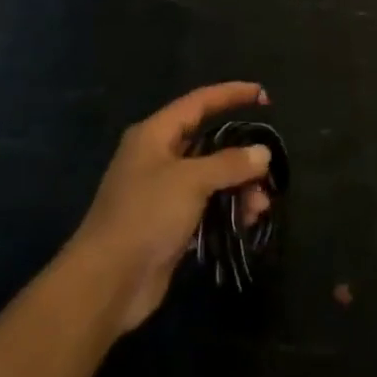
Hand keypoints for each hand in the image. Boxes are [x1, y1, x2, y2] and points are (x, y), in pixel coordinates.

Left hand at [66, 82, 274, 332]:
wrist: (108, 281)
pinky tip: (247, 221)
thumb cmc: (146, 215)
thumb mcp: (190, 181)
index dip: (231, 94)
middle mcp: (157, 157)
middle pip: (207, 142)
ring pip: (209, 178)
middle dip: (240, 153)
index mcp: (154, 134)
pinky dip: (226, 210)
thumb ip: (229, 163)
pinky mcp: (168, 224)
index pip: (199, 102)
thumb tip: (262, 153)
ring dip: (237, 187)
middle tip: (269, 167)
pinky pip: (205, 206)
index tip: (263, 95)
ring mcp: (162, 192)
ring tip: (261, 205)